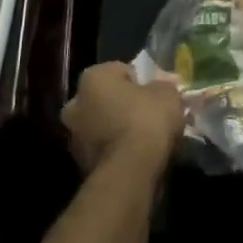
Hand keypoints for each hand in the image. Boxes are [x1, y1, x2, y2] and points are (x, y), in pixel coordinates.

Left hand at [62, 61, 184, 175]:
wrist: (130, 171)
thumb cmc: (146, 120)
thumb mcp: (168, 93)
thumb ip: (161, 87)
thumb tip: (160, 91)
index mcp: (93, 77)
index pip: (120, 71)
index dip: (140, 81)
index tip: (155, 94)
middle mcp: (75, 103)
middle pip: (104, 99)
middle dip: (122, 105)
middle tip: (148, 116)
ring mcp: (74, 136)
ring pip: (101, 126)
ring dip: (116, 129)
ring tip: (144, 139)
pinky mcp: (80, 164)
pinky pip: (103, 149)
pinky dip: (116, 151)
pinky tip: (136, 157)